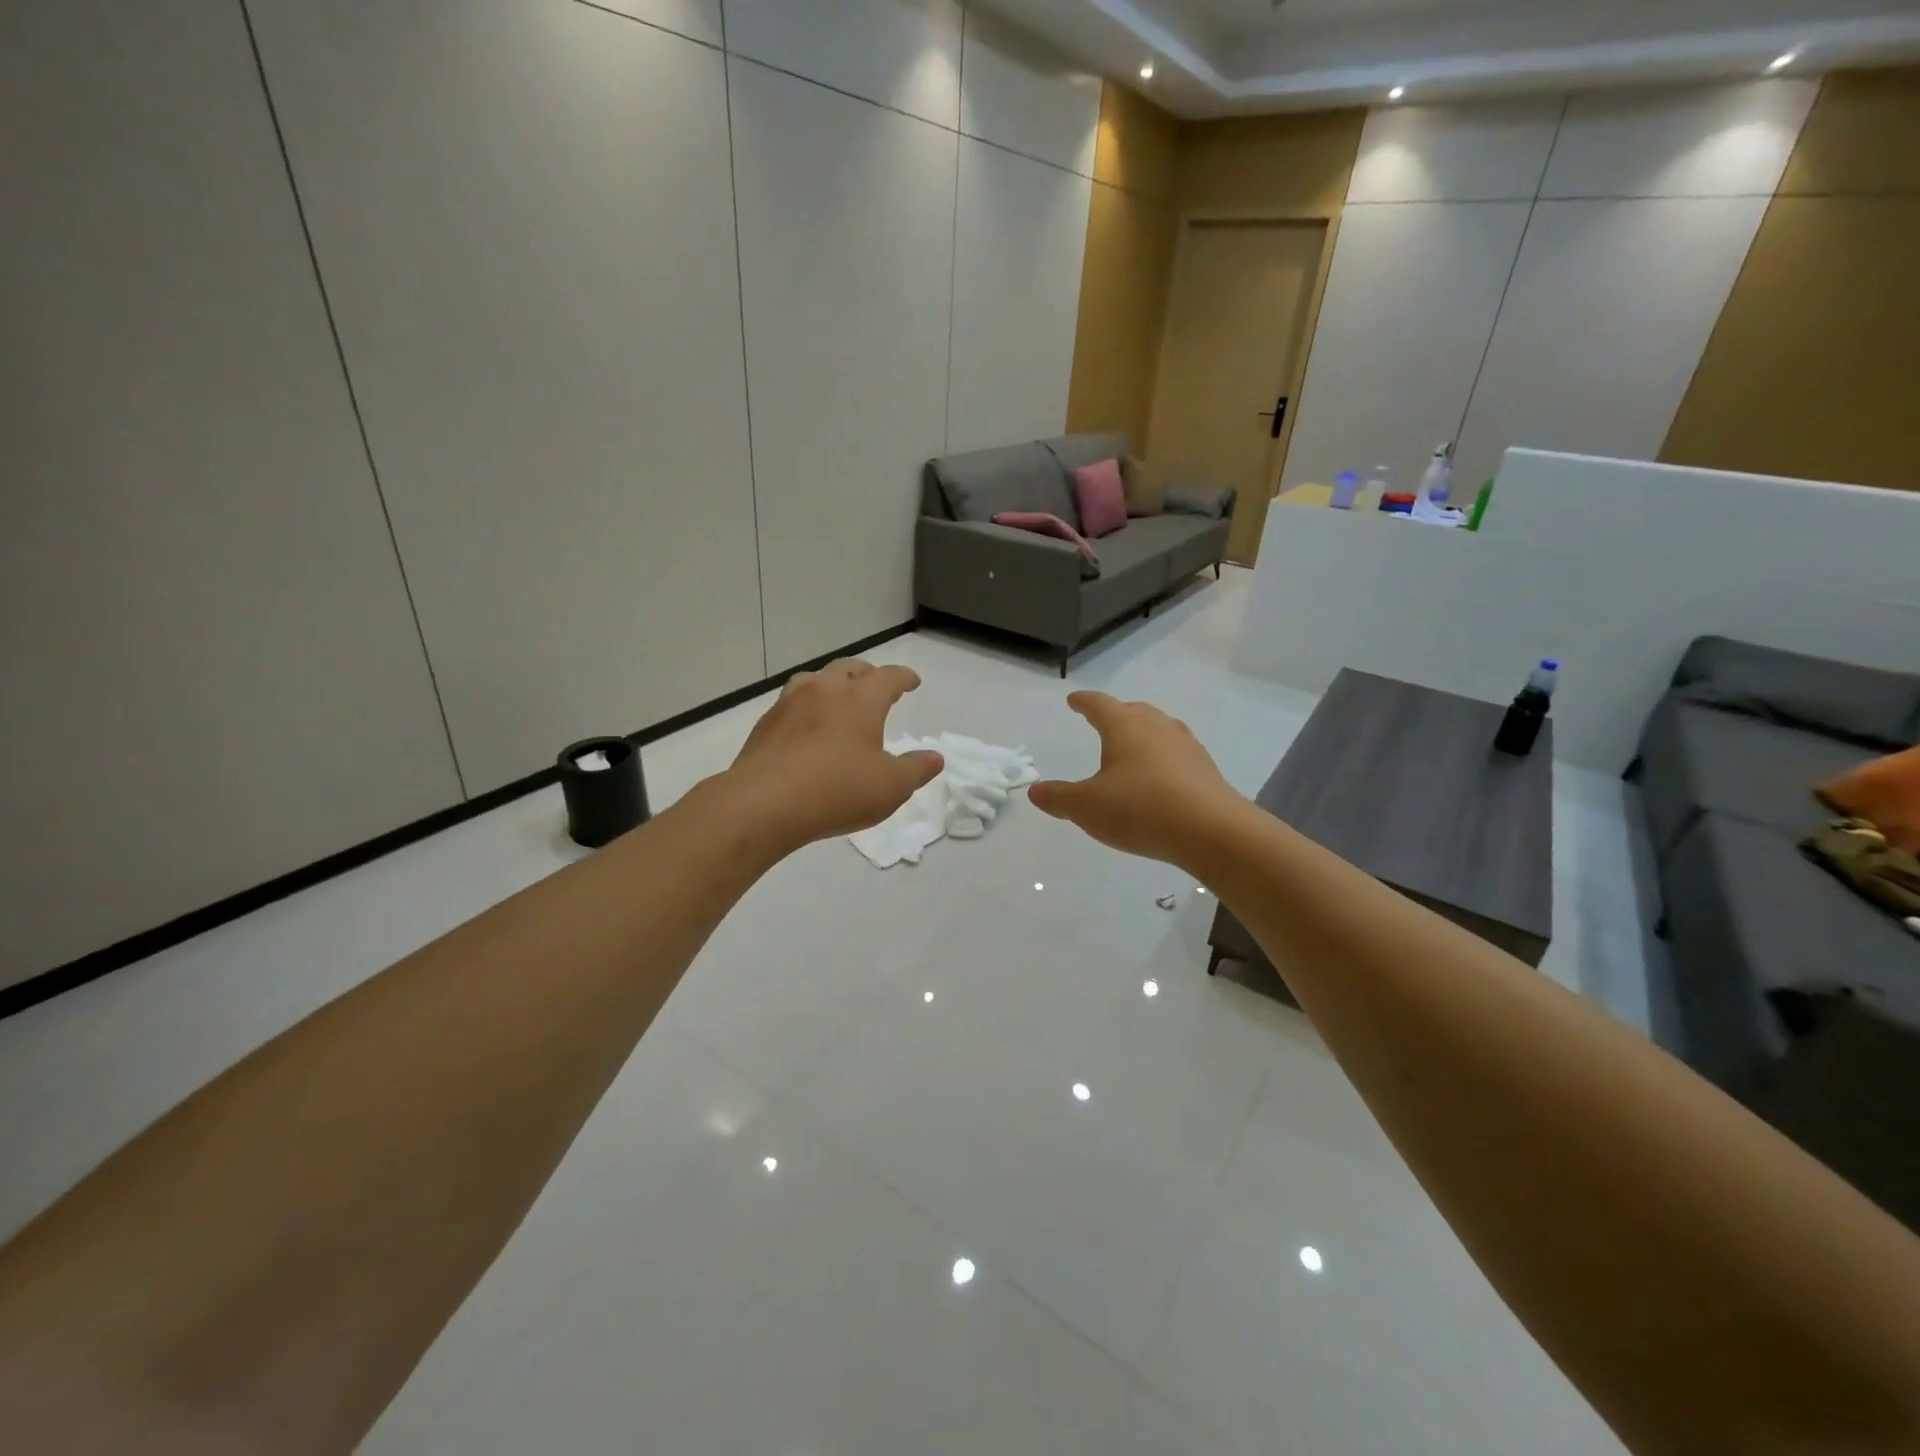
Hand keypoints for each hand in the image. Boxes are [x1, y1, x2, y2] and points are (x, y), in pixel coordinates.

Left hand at [728, 660, 942, 849]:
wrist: (765, 803)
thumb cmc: (838, 790)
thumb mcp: (891, 786)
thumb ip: (916, 769)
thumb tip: (935, 758)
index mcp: (861, 699)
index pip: (888, 677)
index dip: (904, 677)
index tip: (912, 682)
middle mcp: (825, 690)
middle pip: (850, 669)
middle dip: (867, 674)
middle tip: (876, 686)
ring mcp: (790, 704)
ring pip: (815, 680)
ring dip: (832, 684)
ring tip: (838, 699)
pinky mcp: (766, 724)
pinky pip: (792, 704)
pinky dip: (807, 708)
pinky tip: (807, 728)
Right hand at [1030, 691, 1244, 864]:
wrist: (1210, 830)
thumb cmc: (1139, 809)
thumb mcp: (1087, 807)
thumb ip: (1059, 798)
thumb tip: (1035, 791)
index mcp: (1124, 727)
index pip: (1099, 705)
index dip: (1084, 702)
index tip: (1074, 700)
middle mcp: (1157, 727)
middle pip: (1134, 711)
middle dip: (1116, 713)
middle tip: (1104, 719)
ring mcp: (1186, 746)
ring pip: (1160, 729)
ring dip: (1143, 733)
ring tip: (1133, 745)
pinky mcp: (1205, 769)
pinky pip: (1178, 753)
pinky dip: (1163, 757)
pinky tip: (1161, 775)